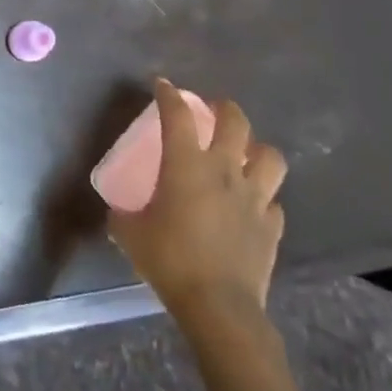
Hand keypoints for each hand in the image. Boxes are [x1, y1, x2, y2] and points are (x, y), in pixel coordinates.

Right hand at [109, 78, 287, 320]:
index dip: (169, 95)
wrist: (219, 305)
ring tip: (246, 153)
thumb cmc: (169, 260)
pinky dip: (263, 198)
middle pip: (236, 122)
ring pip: (269, 157)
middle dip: (224, 108)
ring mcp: (254, 198)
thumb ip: (122, 216)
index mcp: (186, 165)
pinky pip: (273, 202)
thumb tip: (118, 212)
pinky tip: (252, 206)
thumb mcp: (129, 234)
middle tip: (214, 109)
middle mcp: (225, 171)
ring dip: (257, 149)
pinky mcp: (272, 226)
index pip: (178, 115)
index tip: (163, 85)